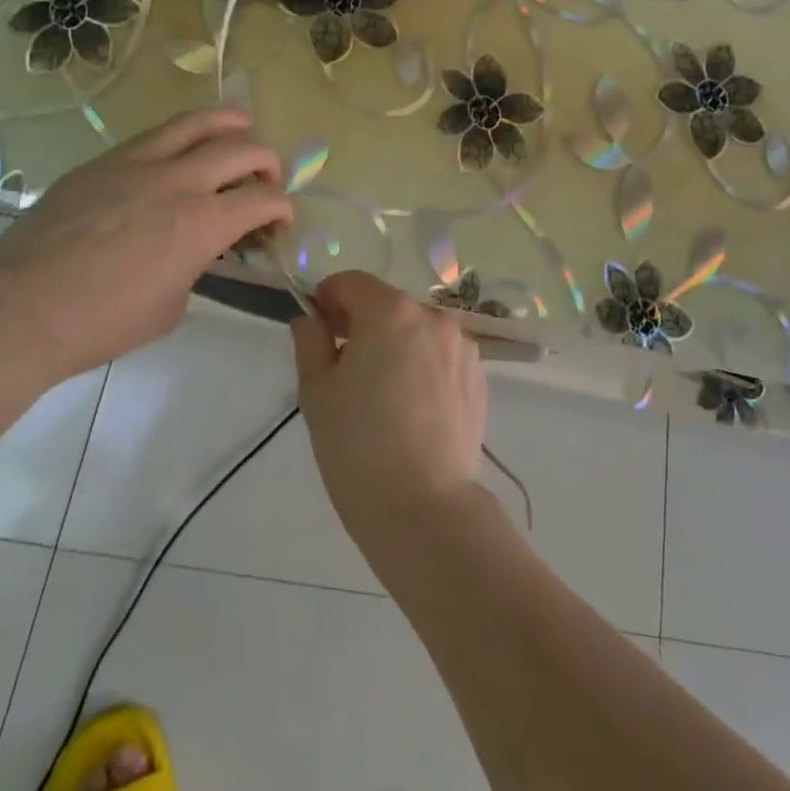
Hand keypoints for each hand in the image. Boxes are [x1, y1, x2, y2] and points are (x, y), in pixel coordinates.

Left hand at [0, 108, 291, 381]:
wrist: (20, 306)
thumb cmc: (101, 322)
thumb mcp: (170, 305)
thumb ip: (194, 266)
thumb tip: (194, 251)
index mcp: (202, 224)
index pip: (264, 199)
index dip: (282, 207)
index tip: (279, 220)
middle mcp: (178, 182)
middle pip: (242, 148)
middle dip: (267, 161)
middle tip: (265, 178)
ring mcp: (137, 163)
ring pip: (197, 121)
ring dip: (230, 123)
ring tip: (240, 129)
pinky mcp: (103, 161)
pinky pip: (154, 134)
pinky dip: (182, 136)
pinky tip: (180, 150)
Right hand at [291, 271, 487, 554]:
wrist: (424, 508)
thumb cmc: (358, 447)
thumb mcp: (317, 392)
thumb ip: (310, 342)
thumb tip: (310, 319)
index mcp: (390, 312)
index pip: (351, 282)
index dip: (328, 299)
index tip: (317, 330)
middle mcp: (433, 317)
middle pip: (387, 304)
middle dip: (362, 323)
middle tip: (343, 368)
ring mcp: (462, 347)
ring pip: (416, 330)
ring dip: (395, 344)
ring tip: (381, 394)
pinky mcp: (478, 377)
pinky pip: (440, 355)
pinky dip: (422, 365)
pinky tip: (411, 408)